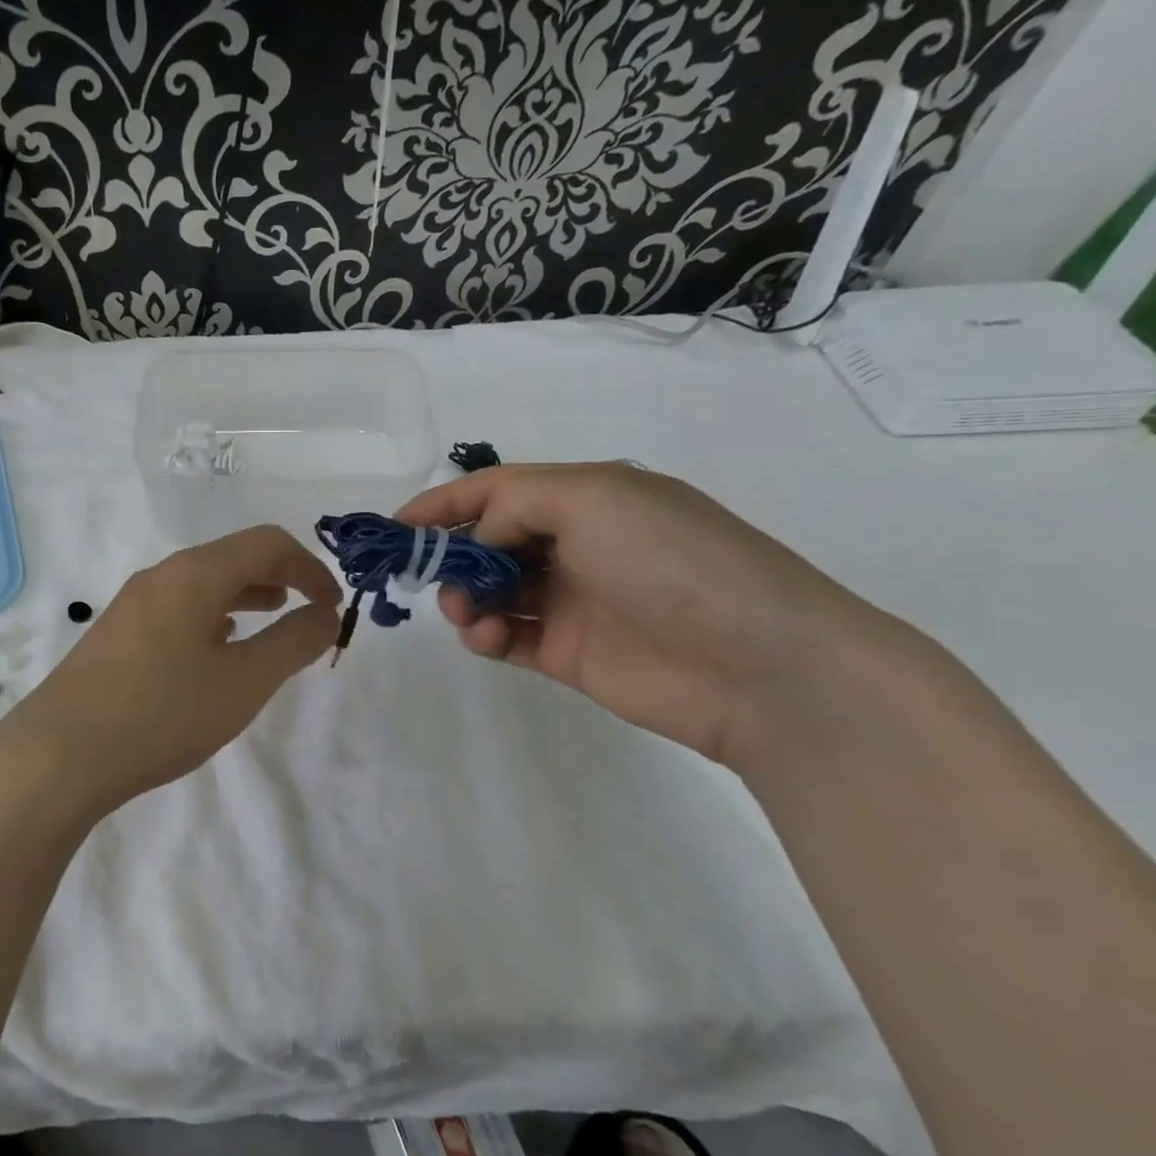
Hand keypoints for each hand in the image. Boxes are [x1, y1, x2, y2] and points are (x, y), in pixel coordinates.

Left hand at [0, 525, 340, 812]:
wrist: (58, 755)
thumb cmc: (162, 713)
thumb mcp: (244, 683)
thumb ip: (294, 643)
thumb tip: (326, 614)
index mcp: (195, 573)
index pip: (267, 543)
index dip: (310, 567)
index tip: (333, 607)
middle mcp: (162, 576)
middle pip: (233, 557)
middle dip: (280, 577)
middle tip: (308, 611)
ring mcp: (132, 604)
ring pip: (203, 583)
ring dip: (245, 596)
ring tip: (271, 622)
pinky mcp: (115, 634)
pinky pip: (178, 608)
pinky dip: (213, 616)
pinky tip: (216, 650)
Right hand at [397, 464, 893, 765]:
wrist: (759, 665)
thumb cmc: (672, 561)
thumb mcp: (592, 498)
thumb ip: (514, 503)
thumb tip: (481, 539)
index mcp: (586, 496)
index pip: (497, 489)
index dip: (444, 502)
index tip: (397, 526)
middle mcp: (575, 543)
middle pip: (487, 540)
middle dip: (451, 554)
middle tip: (431, 575)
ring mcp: (571, 600)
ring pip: (490, 589)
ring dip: (465, 596)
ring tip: (469, 612)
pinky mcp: (568, 652)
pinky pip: (506, 636)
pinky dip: (485, 634)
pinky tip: (488, 636)